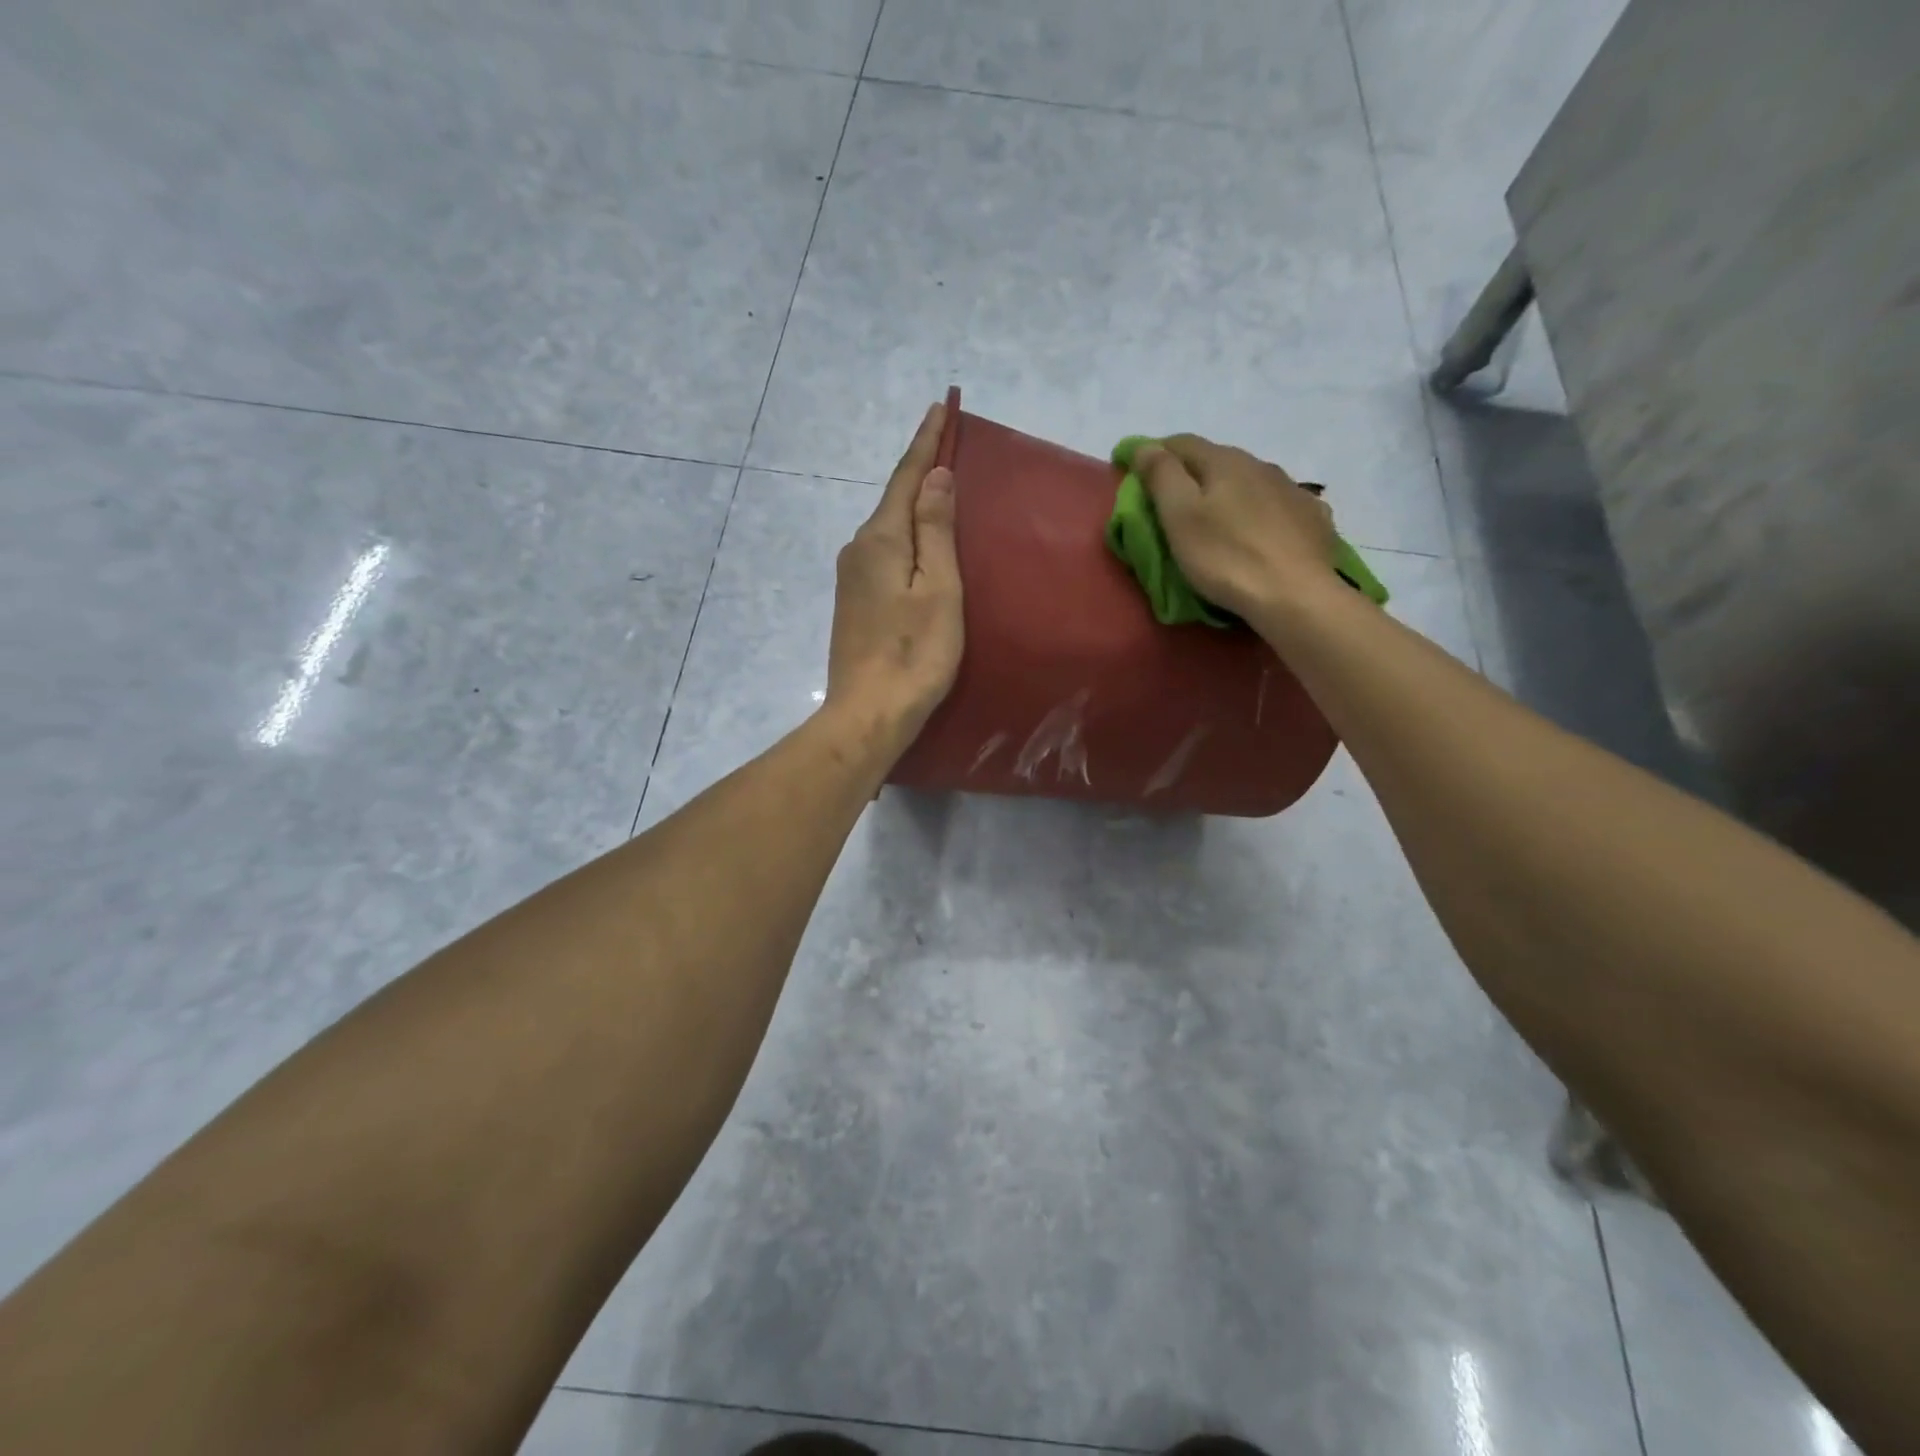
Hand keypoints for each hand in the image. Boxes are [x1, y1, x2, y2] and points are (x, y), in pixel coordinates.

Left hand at [825, 401, 963, 751]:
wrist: (868, 713)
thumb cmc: (915, 653)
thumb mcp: (938, 589)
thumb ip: (936, 530)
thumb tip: (936, 476)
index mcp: (880, 539)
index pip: (906, 477)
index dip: (926, 442)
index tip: (939, 406)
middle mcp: (858, 549)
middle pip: (894, 499)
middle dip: (920, 469)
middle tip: (947, 439)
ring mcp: (851, 577)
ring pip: (889, 528)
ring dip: (914, 504)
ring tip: (940, 485)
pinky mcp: (854, 601)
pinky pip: (885, 553)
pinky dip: (906, 536)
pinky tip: (920, 542)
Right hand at [1133, 435, 1338, 622]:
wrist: (1296, 594)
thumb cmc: (1226, 557)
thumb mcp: (1180, 517)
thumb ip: (1161, 476)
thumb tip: (1145, 446)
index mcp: (1224, 461)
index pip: (1181, 443)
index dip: (1154, 453)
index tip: (1133, 470)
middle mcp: (1261, 465)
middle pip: (1217, 460)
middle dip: (1192, 474)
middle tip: (1172, 501)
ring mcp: (1292, 490)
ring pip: (1250, 481)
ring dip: (1229, 491)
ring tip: (1217, 517)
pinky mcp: (1313, 518)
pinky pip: (1278, 505)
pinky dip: (1260, 511)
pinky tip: (1259, 530)